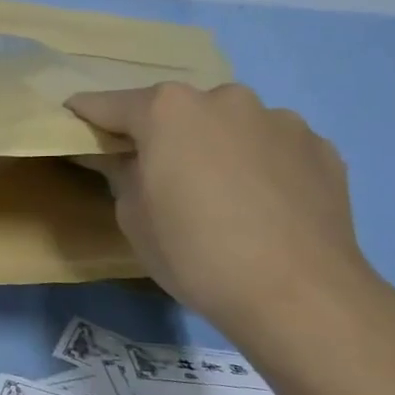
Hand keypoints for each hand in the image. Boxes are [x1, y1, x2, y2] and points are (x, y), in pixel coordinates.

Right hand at [66, 83, 384, 346]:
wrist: (300, 295)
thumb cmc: (195, 253)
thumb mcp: (132, 217)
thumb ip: (120, 173)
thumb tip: (119, 158)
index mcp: (168, 110)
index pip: (109, 104)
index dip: (88, 116)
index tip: (75, 125)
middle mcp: (224, 99)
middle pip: (176, 111)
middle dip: (162, 134)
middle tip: (159, 174)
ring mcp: (279, 119)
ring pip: (229, 126)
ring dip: (216, 146)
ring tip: (221, 193)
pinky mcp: (320, 147)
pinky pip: (272, 148)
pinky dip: (259, 165)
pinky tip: (263, 205)